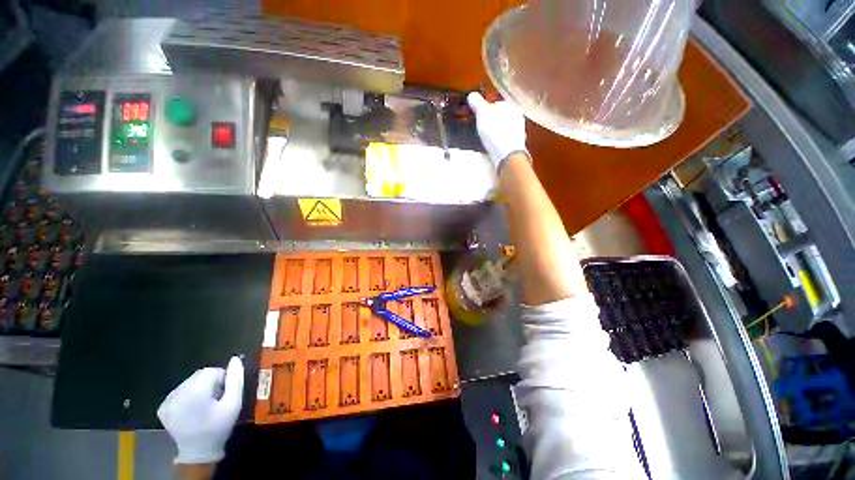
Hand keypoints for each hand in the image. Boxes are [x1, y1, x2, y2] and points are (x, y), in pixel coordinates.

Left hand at [158, 356, 243, 464]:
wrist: (198, 451)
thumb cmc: (219, 426)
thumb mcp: (234, 403)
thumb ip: (236, 380)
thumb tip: (235, 359)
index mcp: (194, 393)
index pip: (210, 371)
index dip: (221, 378)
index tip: (224, 392)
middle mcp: (177, 394)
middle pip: (198, 375)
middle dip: (210, 383)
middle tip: (216, 399)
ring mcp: (167, 401)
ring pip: (189, 382)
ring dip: (199, 388)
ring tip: (205, 405)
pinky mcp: (162, 407)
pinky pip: (179, 391)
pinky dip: (188, 395)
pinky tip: (192, 409)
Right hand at [467, 92, 528, 167]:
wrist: (507, 155)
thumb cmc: (496, 132)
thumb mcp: (483, 114)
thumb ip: (477, 103)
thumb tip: (472, 95)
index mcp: (510, 106)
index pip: (497, 103)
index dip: (487, 108)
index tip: (478, 115)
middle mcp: (517, 117)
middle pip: (501, 116)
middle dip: (492, 120)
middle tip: (481, 127)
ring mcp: (518, 132)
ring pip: (504, 128)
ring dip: (495, 132)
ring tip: (485, 138)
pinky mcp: (516, 146)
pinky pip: (505, 140)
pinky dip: (498, 142)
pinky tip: (492, 147)